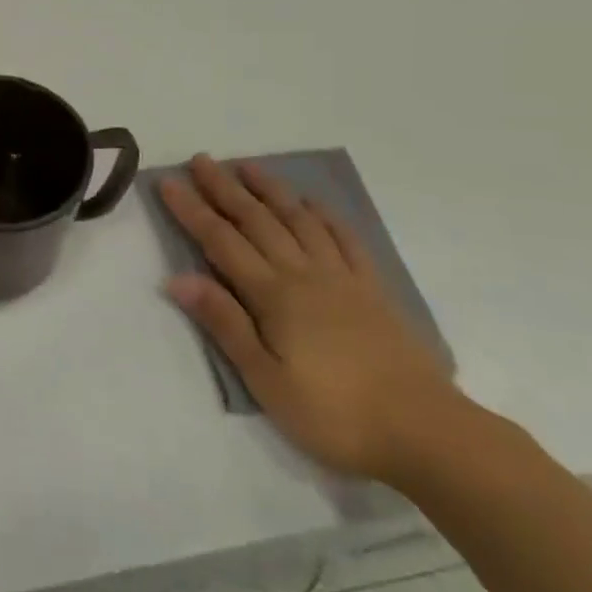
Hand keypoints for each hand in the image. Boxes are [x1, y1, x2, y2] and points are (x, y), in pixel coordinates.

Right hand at [160, 155, 465, 483]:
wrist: (424, 430)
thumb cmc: (333, 413)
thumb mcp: (265, 379)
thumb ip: (224, 323)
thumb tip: (177, 278)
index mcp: (274, 295)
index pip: (221, 241)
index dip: (192, 210)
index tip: (168, 182)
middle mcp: (304, 274)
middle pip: (257, 221)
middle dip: (225, 189)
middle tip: (201, 160)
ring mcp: (342, 278)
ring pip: (298, 220)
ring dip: (270, 191)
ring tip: (248, 166)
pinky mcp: (373, 290)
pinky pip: (345, 240)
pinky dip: (325, 216)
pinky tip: (313, 204)